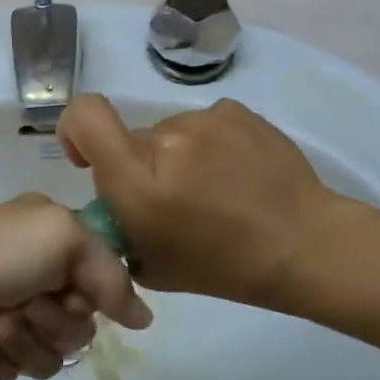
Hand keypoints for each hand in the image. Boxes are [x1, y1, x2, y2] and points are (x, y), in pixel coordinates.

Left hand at [0, 194, 152, 379]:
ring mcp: (13, 312)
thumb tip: (143, 320)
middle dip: (56, 320)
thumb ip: (112, 276)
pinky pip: (24, 370)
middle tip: (26, 304)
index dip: (95, 291)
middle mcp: (36, 272)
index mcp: (52, 237)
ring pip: (56, 351)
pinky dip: (3, 357)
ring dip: (26, 340)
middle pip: (83, 321)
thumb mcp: (63, 239)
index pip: (103, 275)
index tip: (74, 291)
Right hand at [57, 94, 342, 306]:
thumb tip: (116, 201)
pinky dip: (211, 145)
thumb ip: (120, 226)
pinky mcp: (237, 111)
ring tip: (215, 190)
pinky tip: (237, 173)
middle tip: (174, 201)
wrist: (304, 245)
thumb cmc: (224, 267)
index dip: (75, 129)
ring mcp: (204, 120)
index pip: (85, 116)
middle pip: (132, 139)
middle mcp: (165, 139)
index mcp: (138, 180)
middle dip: (142, 166)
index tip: (88, 157)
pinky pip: (205, 124)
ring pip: (170, 132)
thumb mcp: (152, 266)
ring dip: (179, 156)